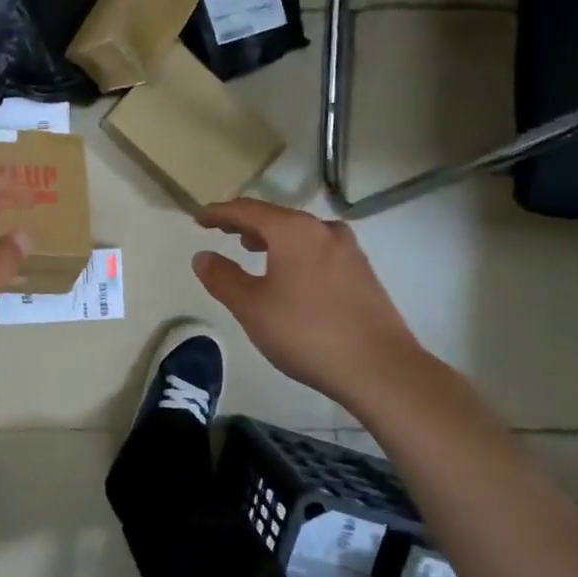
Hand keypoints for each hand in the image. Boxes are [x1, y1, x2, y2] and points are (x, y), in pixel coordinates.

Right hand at [193, 199, 426, 411]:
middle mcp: (323, 230)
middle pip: (277, 217)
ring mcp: (349, 250)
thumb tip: (202, 256)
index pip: (247, 209)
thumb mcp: (251, 307)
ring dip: (273, 237)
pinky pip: (319, 249)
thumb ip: (223, 278)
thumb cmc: (305, 332)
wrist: (378, 367)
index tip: (199, 219)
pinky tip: (291, 274)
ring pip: (301, 233)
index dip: (219, 213)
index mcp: (293, 231)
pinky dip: (296, 252)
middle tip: (223, 231)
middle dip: (247, 223)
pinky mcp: (363, 273)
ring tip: (253, 249)